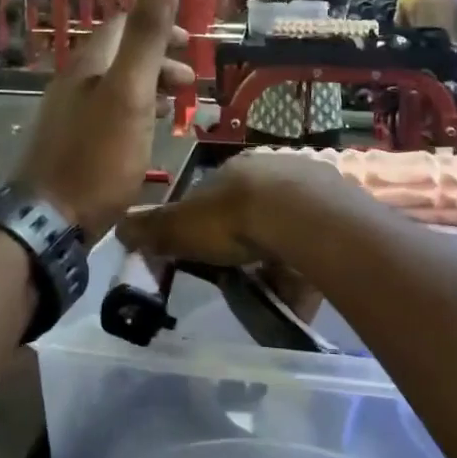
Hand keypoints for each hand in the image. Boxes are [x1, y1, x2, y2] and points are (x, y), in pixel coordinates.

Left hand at [14, 0, 193, 239]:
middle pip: (120, 57)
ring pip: (116, 88)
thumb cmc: (97, 157)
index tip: (192, 45)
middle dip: (159, 60)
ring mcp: (70, 116)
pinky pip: (110, 115)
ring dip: (150, 88)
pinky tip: (148, 134)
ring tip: (179, 106)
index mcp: (89, 65)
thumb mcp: (129, 92)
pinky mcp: (72, 146)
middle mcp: (75, 83)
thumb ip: (146, 35)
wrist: (50, 221)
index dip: (159, 26)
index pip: (124, 25)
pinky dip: (136, 113)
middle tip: (191, 83)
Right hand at [117, 150, 356, 265]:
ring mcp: (310, 189)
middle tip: (239, 272)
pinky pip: (317, 244)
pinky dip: (306, 266)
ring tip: (271, 286)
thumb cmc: (233, 217)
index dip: (205, 226)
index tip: (202, 254)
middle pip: (253, 211)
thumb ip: (151, 228)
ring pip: (287, 227)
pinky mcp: (338, 212)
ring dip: (278, 255)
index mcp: (234, 171)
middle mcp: (273, 172)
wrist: (301, 217)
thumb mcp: (181, 226)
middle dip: (245, 241)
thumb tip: (118, 227)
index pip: (213, 197)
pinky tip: (300, 287)